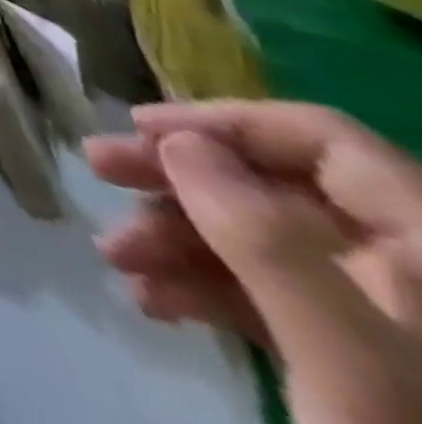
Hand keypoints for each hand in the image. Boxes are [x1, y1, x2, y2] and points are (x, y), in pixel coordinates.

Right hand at [88, 102, 421, 423]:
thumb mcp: (347, 360)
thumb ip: (264, 240)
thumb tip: (176, 140)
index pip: (321, 141)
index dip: (225, 122)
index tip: (136, 127)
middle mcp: (412, 271)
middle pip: (278, 188)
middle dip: (178, 178)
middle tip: (96, 168)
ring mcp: (388, 322)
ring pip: (261, 241)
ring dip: (176, 238)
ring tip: (115, 257)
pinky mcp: (361, 364)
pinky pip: (271, 298)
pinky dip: (204, 289)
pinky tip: (153, 301)